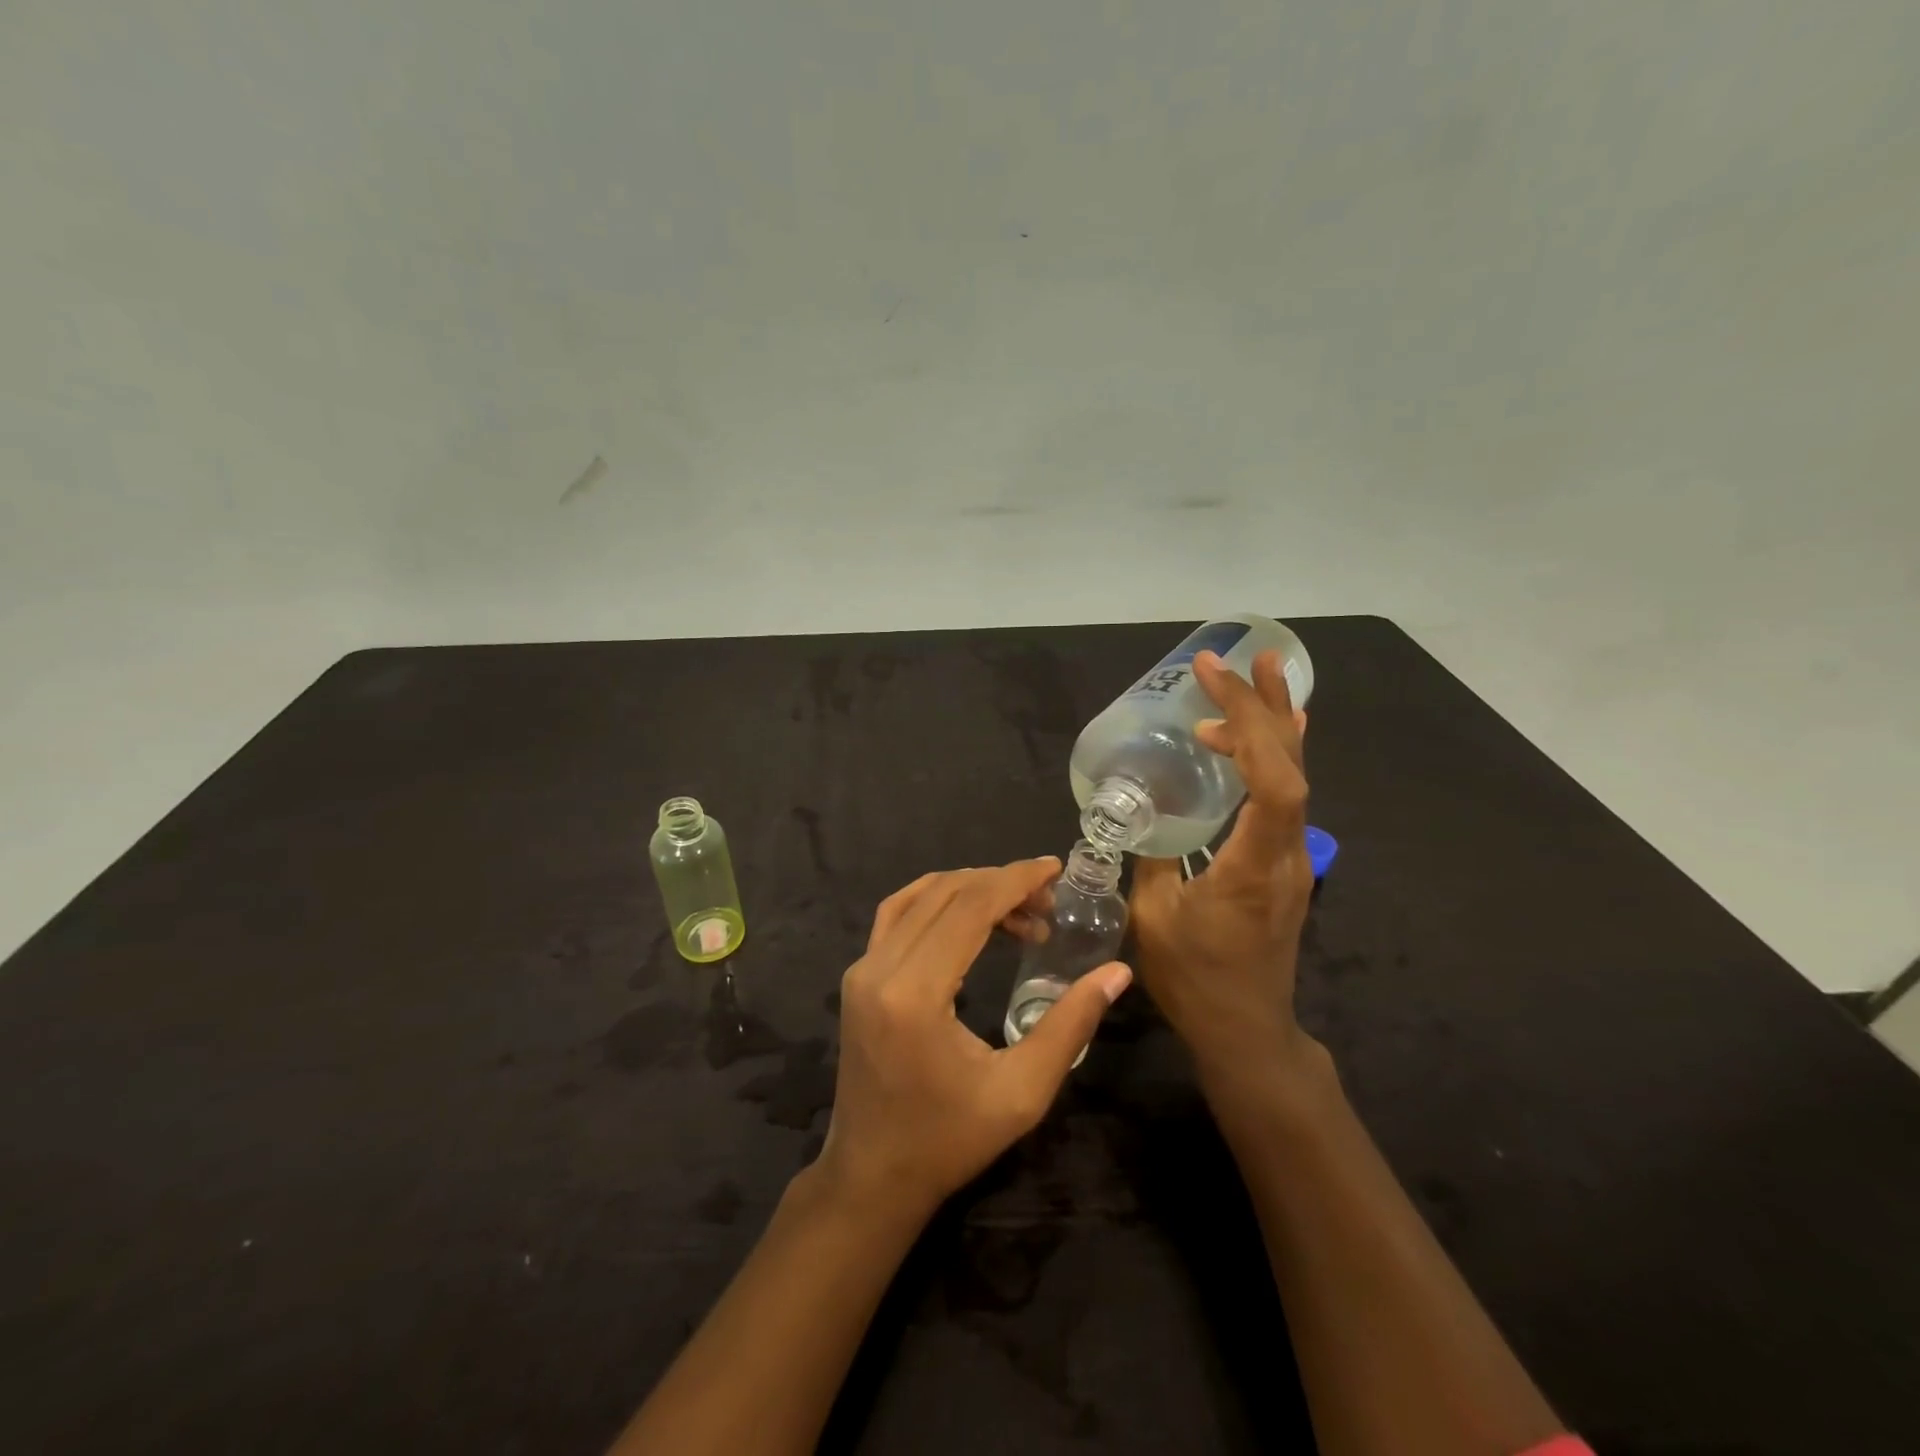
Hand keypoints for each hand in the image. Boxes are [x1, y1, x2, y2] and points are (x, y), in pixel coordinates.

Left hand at [817, 859, 1132, 1220]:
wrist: (872, 1176)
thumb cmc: (949, 1141)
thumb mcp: (1022, 1092)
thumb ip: (1070, 1026)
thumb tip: (1116, 972)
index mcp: (916, 993)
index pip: (969, 908)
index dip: (1015, 880)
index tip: (1053, 869)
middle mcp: (879, 968)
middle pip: (945, 894)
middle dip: (1000, 884)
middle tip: (1047, 901)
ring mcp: (861, 969)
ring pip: (918, 897)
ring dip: (969, 889)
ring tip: (1018, 911)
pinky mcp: (857, 976)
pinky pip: (896, 915)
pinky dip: (935, 900)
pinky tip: (968, 916)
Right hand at [1130, 649, 1316, 1087]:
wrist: (1246, 1030)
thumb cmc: (1196, 979)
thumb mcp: (1154, 918)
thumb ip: (1150, 856)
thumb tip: (1138, 809)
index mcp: (1255, 865)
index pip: (1273, 782)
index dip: (1250, 725)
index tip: (1212, 684)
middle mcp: (1287, 854)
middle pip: (1291, 767)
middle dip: (1266, 706)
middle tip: (1245, 658)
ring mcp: (1293, 859)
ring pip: (1297, 778)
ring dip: (1276, 725)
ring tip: (1259, 677)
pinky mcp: (1286, 865)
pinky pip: (1289, 797)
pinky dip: (1278, 756)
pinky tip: (1274, 735)